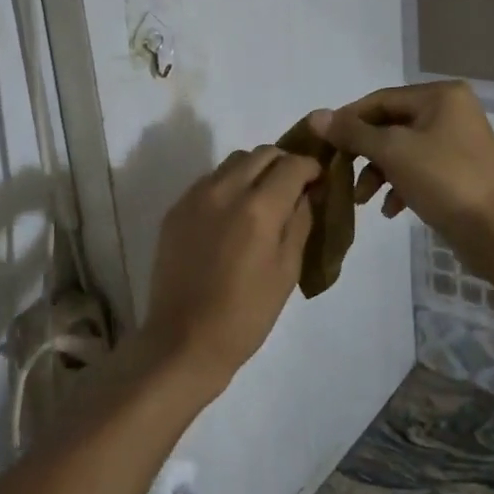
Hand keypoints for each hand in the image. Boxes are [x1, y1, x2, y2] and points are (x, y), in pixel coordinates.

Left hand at [141, 146, 321, 392]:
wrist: (184, 339)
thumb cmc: (246, 313)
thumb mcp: (287, 270)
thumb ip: (300, 222)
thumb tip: (307, 192)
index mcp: (259, 208)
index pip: (292, 164)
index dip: (311, 168)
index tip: (318, 181)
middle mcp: (225, 190)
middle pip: (261, 153)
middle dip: (283, 163)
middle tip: (293, 188)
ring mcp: (195, 196)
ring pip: (233, 162)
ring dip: (254, 170)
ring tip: (262, 199)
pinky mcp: (176, 208)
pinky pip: (209, 180)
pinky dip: (228, 184)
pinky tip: (232, 214)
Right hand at [308, 81, 493, 278]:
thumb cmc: (445, 181)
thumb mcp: (393, 152)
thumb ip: (353, 133)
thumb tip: (317, 116)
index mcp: (440, 96)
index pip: (380, 100)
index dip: (348, 121)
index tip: (322, 145)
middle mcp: (451, 111)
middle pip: (390, 125)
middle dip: (363, 153)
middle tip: (340, 174)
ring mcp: (457, 143)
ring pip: (401, 150)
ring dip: (377, 173)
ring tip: (362, 200)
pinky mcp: (458, 172)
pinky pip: (418, 170)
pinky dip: (399, 186)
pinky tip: (390, 210)